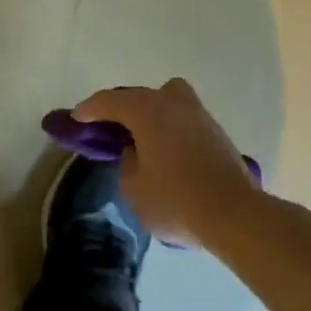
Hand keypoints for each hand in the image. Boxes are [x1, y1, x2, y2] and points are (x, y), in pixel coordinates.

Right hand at [74, 78, 261, 245]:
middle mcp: (173, 103)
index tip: (76, 118)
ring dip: (150, 112)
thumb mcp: (133, 188)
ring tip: (139, 137)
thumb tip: (137, 153)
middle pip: (140, 94)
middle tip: (107, 126)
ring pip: (168, 100)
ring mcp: (199, 116)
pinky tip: (164, 149)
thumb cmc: (175, 200)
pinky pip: (183, 118)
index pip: (110, 101)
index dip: (89, 109)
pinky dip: (169, 126)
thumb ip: (127, 163)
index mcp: (147, 111)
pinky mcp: (217, 133)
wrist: (234, 215)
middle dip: (121, 107)